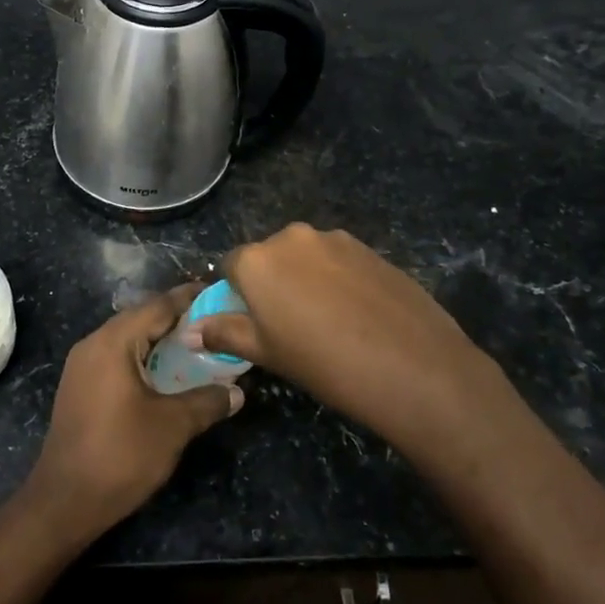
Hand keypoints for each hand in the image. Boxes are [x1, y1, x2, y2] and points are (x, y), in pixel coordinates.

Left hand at [29, 285, 243, 537]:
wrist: (64, 501)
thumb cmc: (120, 455)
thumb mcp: (173, 427)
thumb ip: (207, 401)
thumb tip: (237, 392)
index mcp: (113, 342)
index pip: (158, 306)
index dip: (190, 299)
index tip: (220, 294)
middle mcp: (93, 344)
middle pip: (142, 319)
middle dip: (178, 320)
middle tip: (215, 324)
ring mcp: (82, 366)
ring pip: (129, 340)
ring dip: (160, 342)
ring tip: (197, 348)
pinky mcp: (80, 387)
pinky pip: (117, 359)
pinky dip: (143, 359)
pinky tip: (166, 376)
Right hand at [187, 223, 500, 445]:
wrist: (414, 367)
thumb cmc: (324, 363)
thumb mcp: (266, 353)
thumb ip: (224, 333)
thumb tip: (190, 330)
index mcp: (257, 259)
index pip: (230, 267)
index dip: (238, 295)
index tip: (254, 323)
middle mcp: (291, 237)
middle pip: (269, 257)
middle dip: (272, 284)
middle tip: (291, 326)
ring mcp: (335, 239)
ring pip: (306, 257)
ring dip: (306, 280)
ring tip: (329, 322)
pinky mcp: (370, 248)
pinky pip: (338, 261)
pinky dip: (337, 280)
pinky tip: (357, 314)